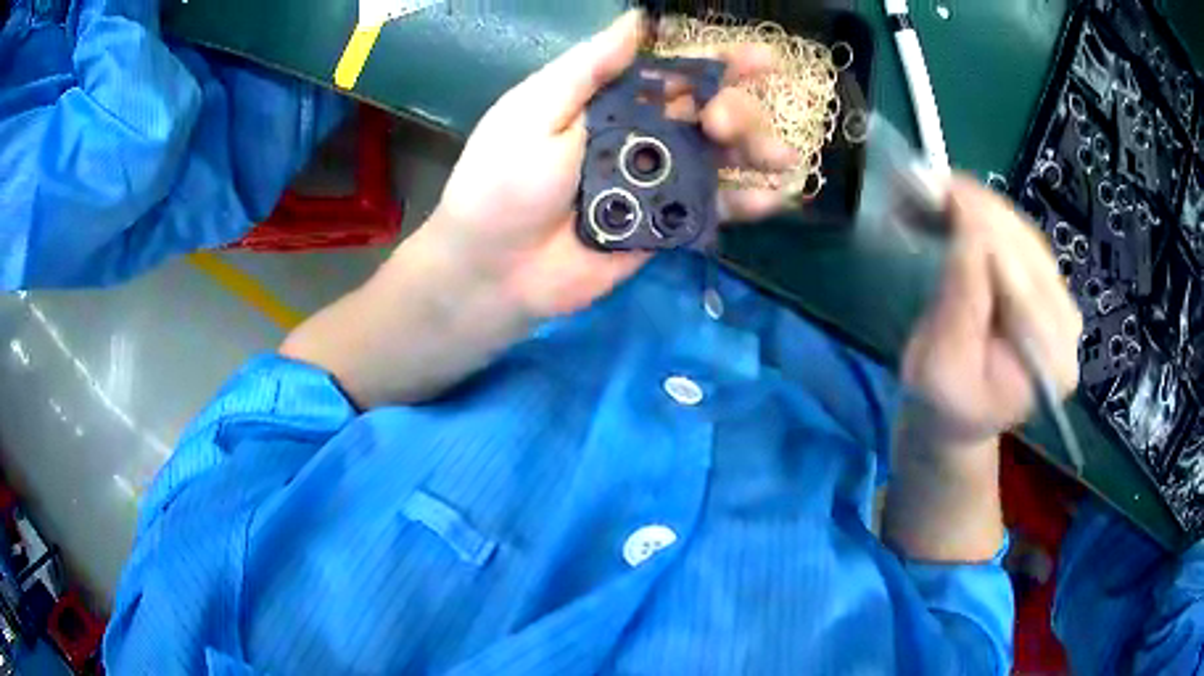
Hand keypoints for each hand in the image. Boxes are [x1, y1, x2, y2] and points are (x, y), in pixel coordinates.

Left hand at [424, 10, 795, 318]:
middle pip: (706, 114)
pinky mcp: (663, 226)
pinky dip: (745, 203)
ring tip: (780, 157)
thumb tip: (636, 19)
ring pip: (718, 158)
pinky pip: (711, 210)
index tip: (763, 60)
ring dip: (754, 152)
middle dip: (735, 111)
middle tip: (725, 122)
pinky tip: (776, 198)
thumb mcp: (536, 111)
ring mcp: (655, 182)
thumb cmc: (502, 182)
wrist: (491, 268)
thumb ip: (590, 68)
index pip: (674, 74)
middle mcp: (640, 135)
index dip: (719, 63)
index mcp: (610, 102)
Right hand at [900, 177, 1082, 449]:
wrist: (959, 417)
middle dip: (978, 211)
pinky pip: (1021, 238)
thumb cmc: (942, 403)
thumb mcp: (940, 365)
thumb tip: (969, 229)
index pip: (1019, 277)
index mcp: (1048, 361)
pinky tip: (960, 207)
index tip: (937, 194)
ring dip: (980, 208)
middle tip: (930, 182)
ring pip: (1023, 235)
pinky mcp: (1049, 288)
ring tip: (939, 191)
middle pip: (1026, 248)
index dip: (979, 232)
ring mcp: (1062, 304)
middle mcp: (1068, 327)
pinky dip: (988, 218)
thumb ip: (961, 303)